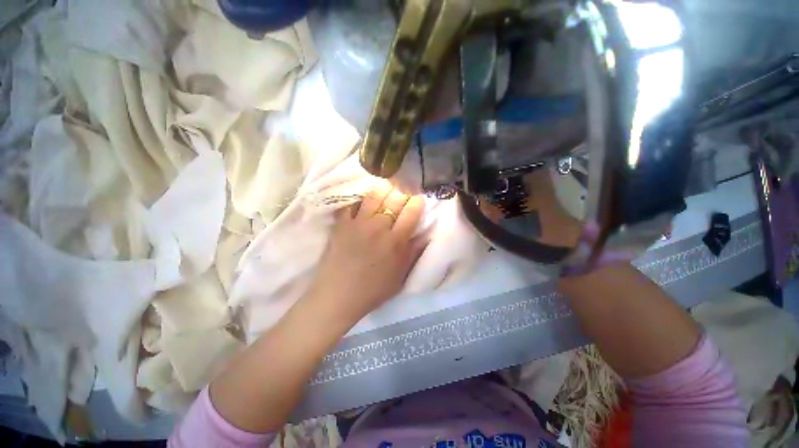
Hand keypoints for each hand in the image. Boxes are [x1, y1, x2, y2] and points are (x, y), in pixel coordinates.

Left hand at [306, 182, 427, 323]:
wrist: (338, 296)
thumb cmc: (373, 290)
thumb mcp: (400, 277)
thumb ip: (413, 253)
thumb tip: (426, 234)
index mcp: (396, 241)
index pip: (411, 212)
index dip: (417, 201)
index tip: (418, 198)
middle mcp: (379, 227)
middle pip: (395, 199)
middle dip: (403, 191)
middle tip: (404, 190)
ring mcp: (358, 223)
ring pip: (374, 195)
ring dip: (384, 188)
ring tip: (387, 187)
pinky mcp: (342, 224)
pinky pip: (351, 203)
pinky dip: (359, 196)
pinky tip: (364, 195)